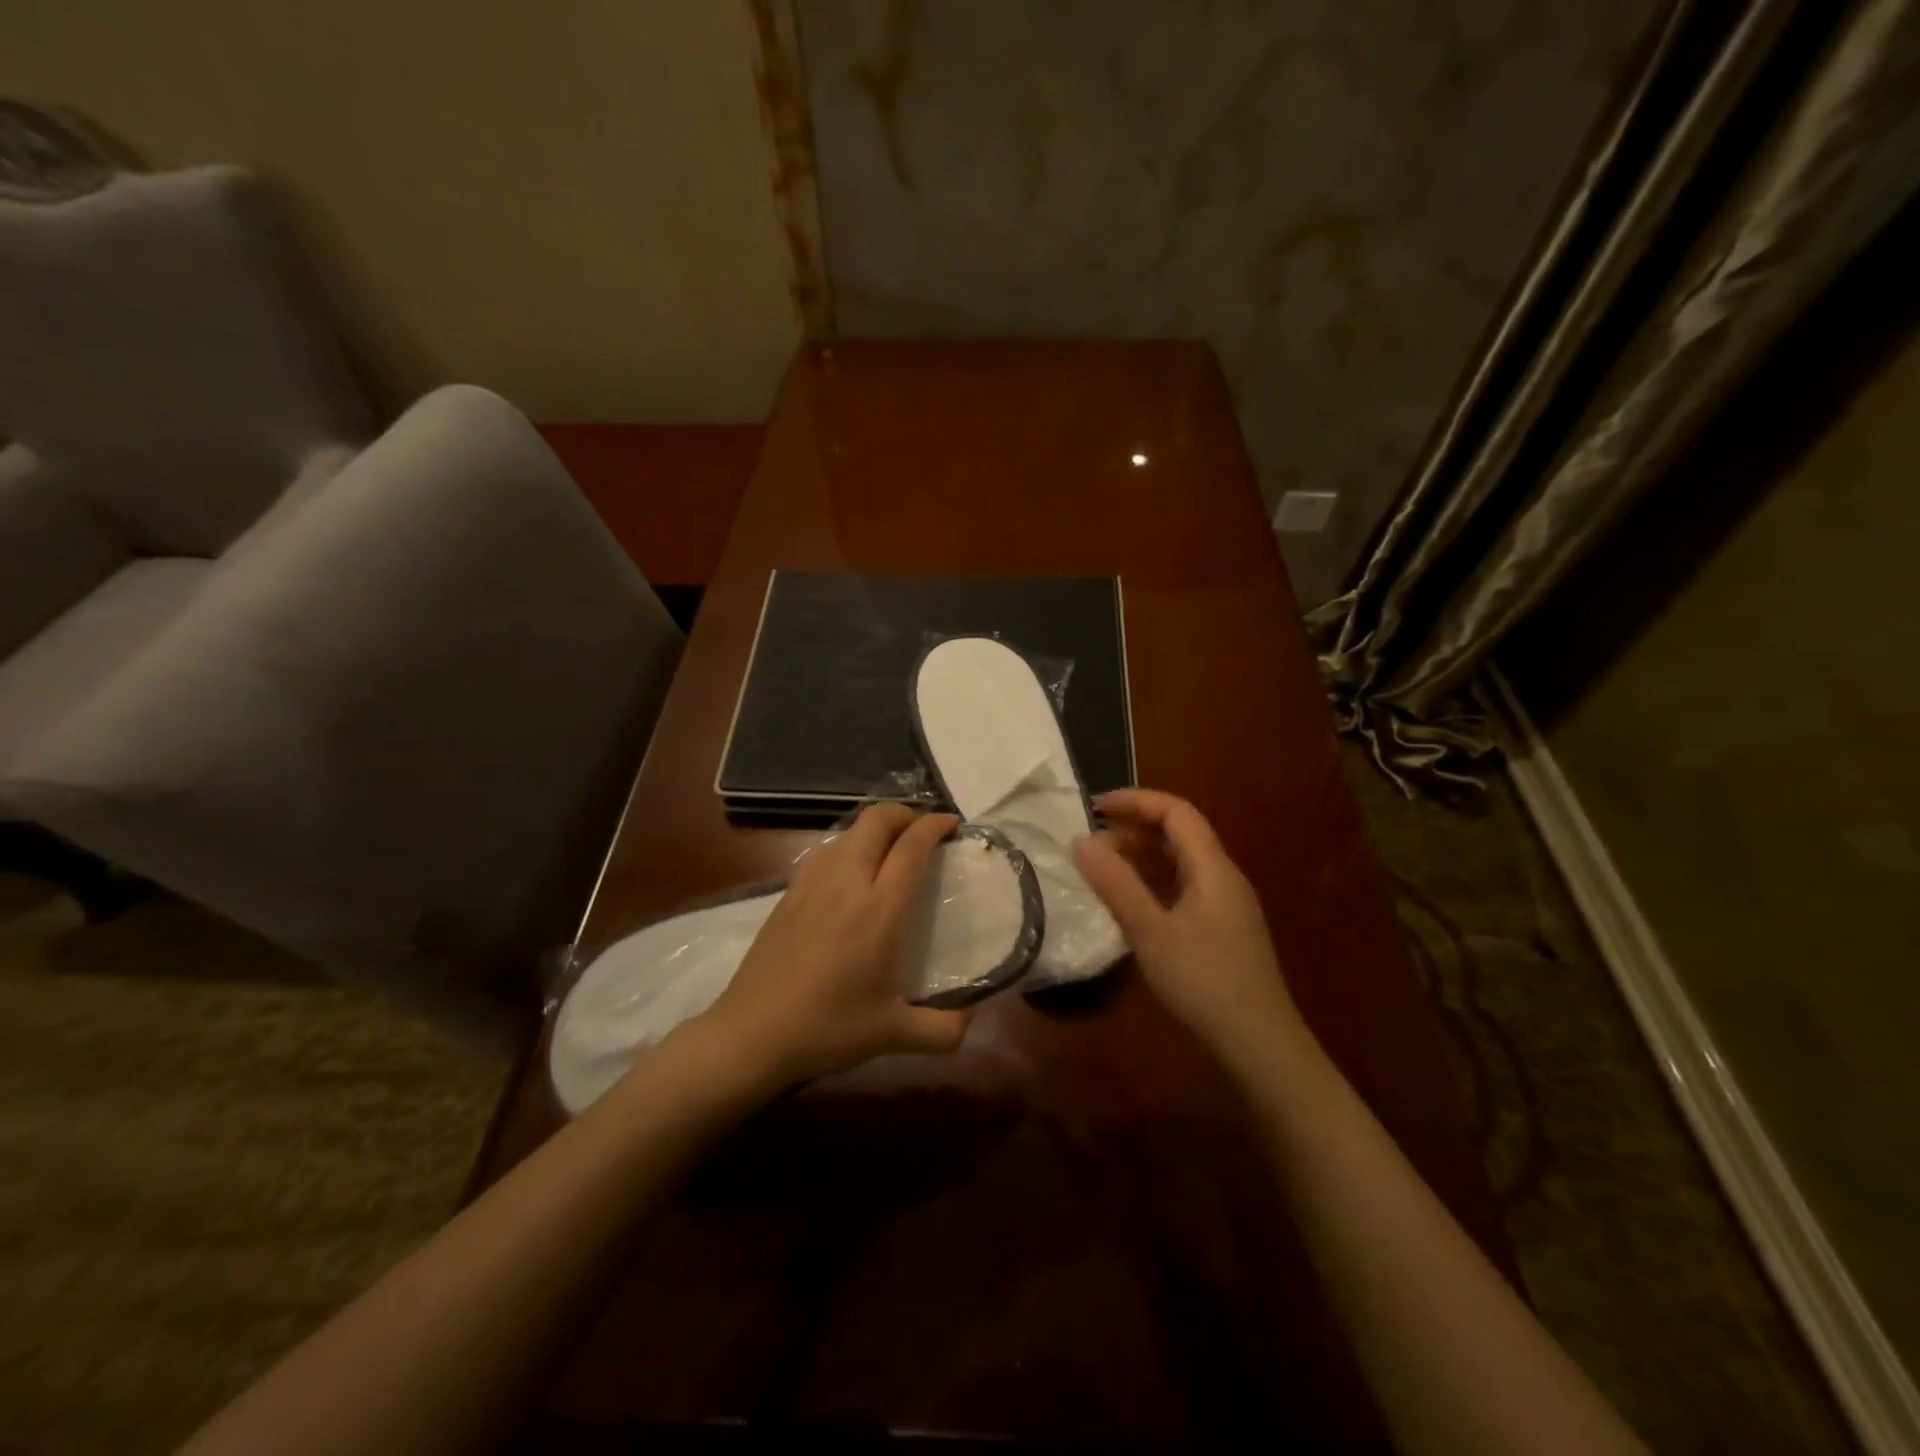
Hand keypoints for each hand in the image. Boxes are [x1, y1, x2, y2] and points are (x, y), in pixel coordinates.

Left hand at [697, 805, 970, 1089]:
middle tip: (923, 833)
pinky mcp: (788, 893)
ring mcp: (812, 883)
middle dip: (905, 814)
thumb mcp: (893, 1036)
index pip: (912, 846)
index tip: (952, 825)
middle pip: (876, 820)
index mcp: (879, 909)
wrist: (751, 1034)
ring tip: (890, 851)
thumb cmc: (827, 1029)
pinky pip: (826, 851)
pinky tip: (851, 876)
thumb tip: (973, 1019)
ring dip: (875, 829)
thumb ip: (944, 1031)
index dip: (935, 826)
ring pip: (848, 831)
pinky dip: (849, 846)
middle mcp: (846, 883)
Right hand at [1074, 788, 1307, 1077]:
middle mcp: (1223, 878)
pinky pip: (1184, 888)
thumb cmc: (1205, 983)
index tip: (1093, 807)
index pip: (1176, 812)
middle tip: (1091, 840)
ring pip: (1181, 863)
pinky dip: (1153, 883)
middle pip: (1180, 833)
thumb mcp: (1151, 932)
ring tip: (1102, 867)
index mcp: (1213, 868)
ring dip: (1142, 856)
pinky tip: (1130, 904)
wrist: (1260, 1047)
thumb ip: (1116, 884)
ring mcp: (1226, 906)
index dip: (1136, 800)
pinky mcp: (1222, 931)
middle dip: (1135, 827)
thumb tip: (1081, 840)